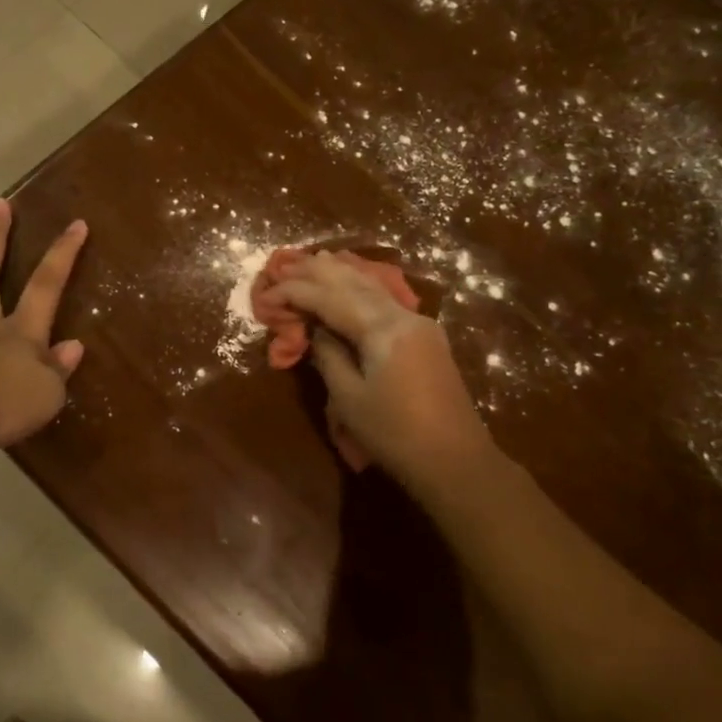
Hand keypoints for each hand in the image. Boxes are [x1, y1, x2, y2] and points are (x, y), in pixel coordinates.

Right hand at [270, 251, 491, 485]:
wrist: (456, 462)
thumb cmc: (395, 434)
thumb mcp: (349, 398)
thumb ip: (329, 355)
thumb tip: (316, 329)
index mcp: (383, 329)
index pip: (330, 298)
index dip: (295, 292)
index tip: (266, 294)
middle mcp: (403, 315)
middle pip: (354, 283)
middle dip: (317, 272)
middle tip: (285, 263)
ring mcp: (418, 324)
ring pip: (373, 287)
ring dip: (341, 273)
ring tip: (315, 259)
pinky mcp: (424, 337)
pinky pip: (385, 301)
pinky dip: (361, 288)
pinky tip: (351, 281)